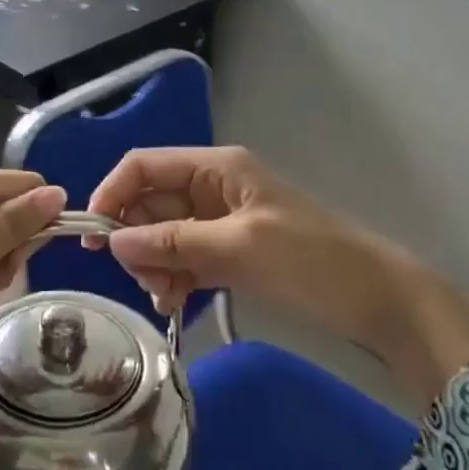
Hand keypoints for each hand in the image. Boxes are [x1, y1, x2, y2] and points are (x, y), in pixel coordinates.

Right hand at [88, 147, 468, 403]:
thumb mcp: (239, 246)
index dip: (112, 194)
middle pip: (148, 203)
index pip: (144, 166)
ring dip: (153, 265)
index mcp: (216, 168)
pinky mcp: (227, 253)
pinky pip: (182, 259)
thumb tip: (112, 241)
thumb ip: (173, 242)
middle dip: (136, 240)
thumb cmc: (311, 260)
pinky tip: (174, 303)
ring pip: (161, 236)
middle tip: (143, 279)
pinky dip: (172, 279)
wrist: (376, 299)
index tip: (92, 237)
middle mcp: (211, 188)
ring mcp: (218, 222)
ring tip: (166, 297)